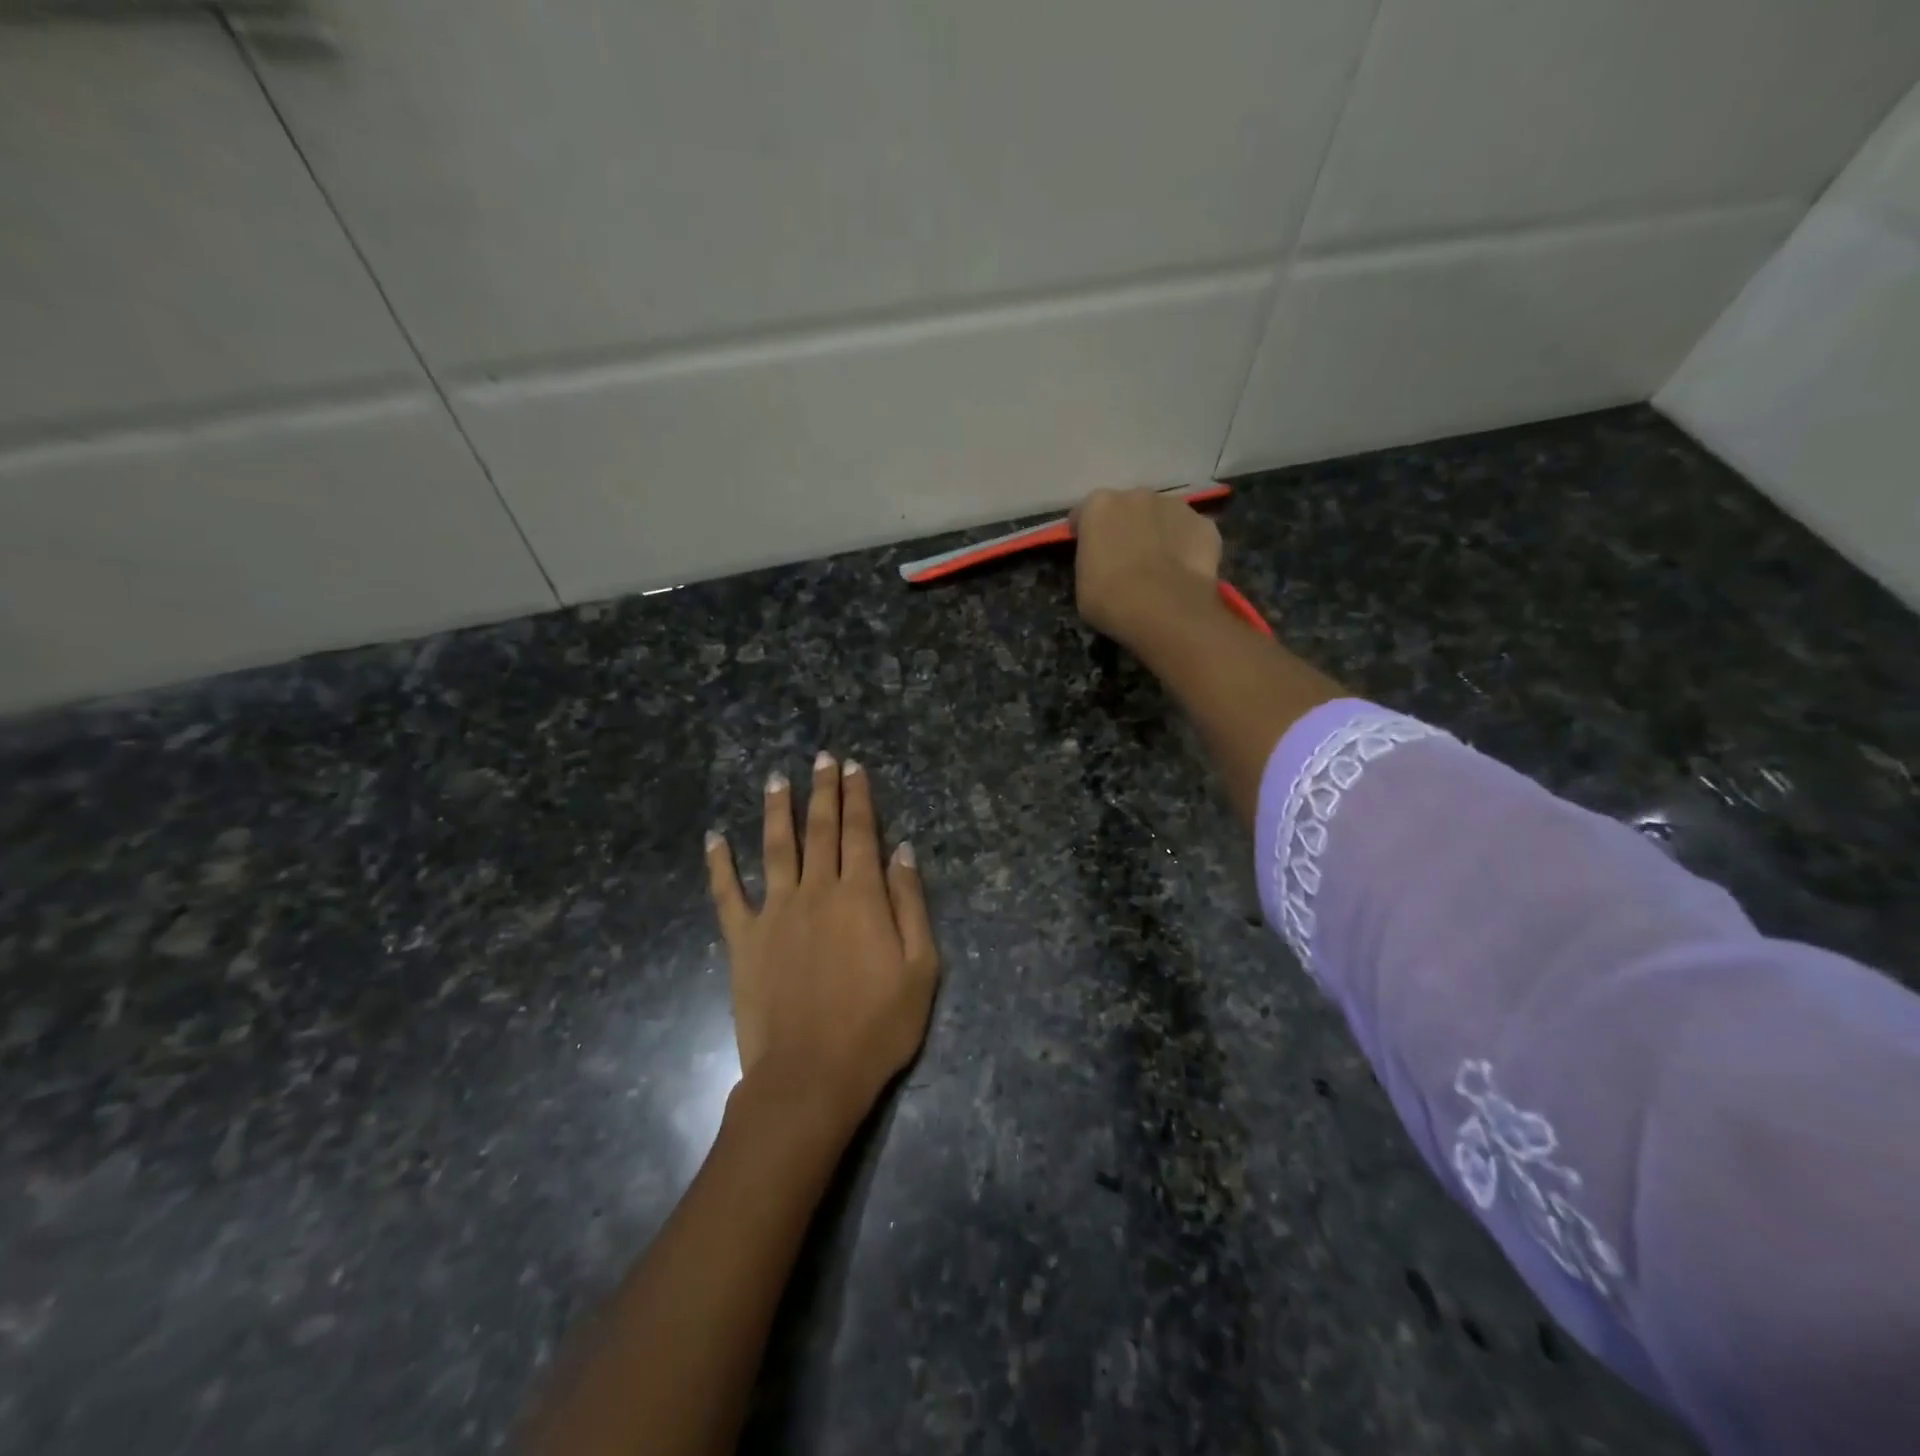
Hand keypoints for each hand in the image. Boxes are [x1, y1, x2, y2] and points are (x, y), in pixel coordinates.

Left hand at [705, 754, 938, 1129]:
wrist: (811, 1076)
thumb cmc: (877, 1027)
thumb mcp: (920, 969)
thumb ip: (910, 905)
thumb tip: (903, 852)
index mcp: (860, 896)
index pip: (861, 832)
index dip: (858, 797)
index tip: (853, 767)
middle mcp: (816, 891)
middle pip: (821, 830)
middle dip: (823, 791)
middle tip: (821, 758)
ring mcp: (775, 913)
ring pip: (775, 848)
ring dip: (777, 811)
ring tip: (776, 779)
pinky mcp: (744, 940)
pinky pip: (727, 894)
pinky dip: (719, 864)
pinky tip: (714, 838)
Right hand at [1072, 488, 1222, 648]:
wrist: (1163, 609)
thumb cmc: (1109, 598)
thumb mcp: (1082, 583)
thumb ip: (1091, 561)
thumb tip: (1104, 562)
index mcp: (1100, 506)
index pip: (1086, 513)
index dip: (1086, 533)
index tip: (1088, 552)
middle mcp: (1137, 495)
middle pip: (1128, 508)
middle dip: (1126, 527)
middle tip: (1126, 559)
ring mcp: (1176, 506)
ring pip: (1163, 516)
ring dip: (1158, 533)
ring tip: (1159, 566)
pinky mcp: (1205, 525)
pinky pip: (1190, 533)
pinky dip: (1186, 546)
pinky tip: (1183, 571)